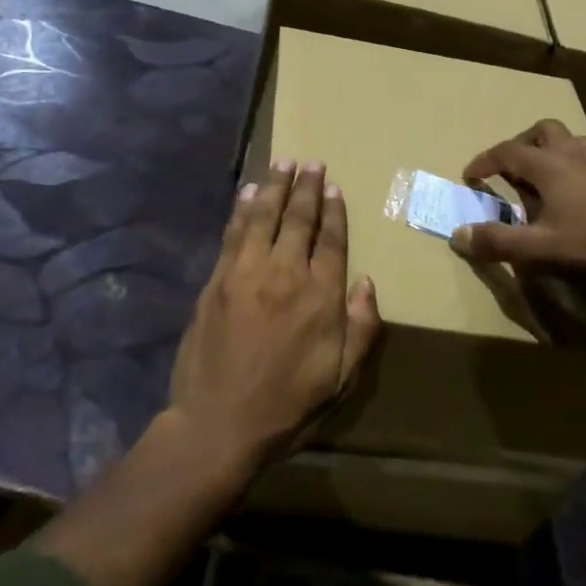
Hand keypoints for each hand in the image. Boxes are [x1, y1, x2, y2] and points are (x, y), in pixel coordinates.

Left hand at [168, 160, 381, 474]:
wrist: (219, 423)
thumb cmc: (287, 405)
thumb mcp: (341, 379)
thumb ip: (361, 328)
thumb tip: (367, 282)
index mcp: (320, 296)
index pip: (331, 240)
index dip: (334, 211)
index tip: (335, 187)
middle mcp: (286, 273)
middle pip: (299, 219)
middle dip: (307, 187)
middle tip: (312, 162)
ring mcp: (247, 272)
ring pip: (264, 216)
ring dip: (276, 186)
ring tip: (283, 162)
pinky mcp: (218, 279)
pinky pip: (234, 233)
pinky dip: (242, 208)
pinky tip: (248, 191)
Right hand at [450, 119, 585, 296]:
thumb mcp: (539, 249)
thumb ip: (497, 242)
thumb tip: (457, 235)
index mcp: (548, 164)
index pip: (506, 151)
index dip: (484, 162)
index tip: (470, 177)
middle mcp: (571, 154)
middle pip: (541, 131)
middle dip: (520, 144)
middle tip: (509, 169)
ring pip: (566, 140)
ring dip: (547, 150)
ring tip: (538, 178)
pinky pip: (584, 157)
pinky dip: (568, 165)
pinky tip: (570, 195)